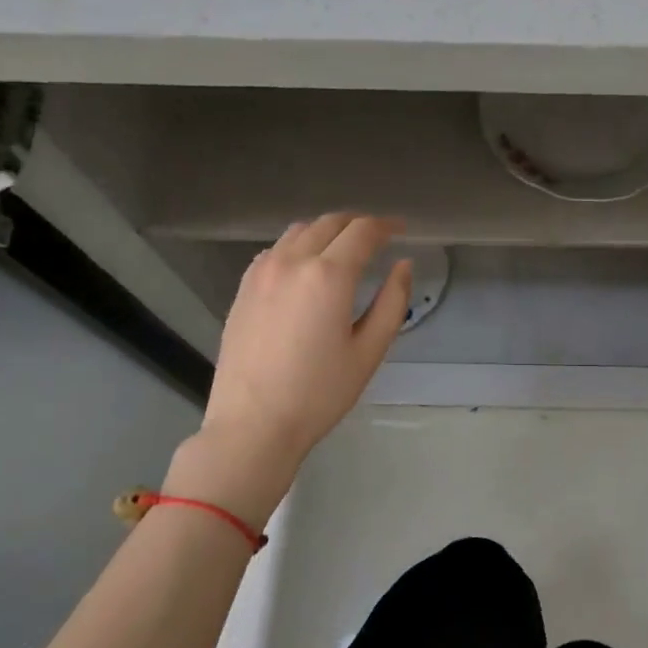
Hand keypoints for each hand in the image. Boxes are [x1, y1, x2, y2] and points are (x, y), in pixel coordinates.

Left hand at [185, 214, 412, 495]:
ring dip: (327, 231)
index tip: (401, 229)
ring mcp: (261, 272)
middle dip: (358, 224)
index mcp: (329, 275)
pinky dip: (298, 246)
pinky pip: (275, 250)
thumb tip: (404, 265)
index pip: (363, 231)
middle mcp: (292, 261)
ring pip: (299, 231)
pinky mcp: (244, 288)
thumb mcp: (369, 351)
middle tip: (378, 237)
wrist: (253, 424)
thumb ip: (392, 302)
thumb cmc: (319, 393)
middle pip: (330, 223)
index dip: (386, 226)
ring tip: (344, 248)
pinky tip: (306, 268)